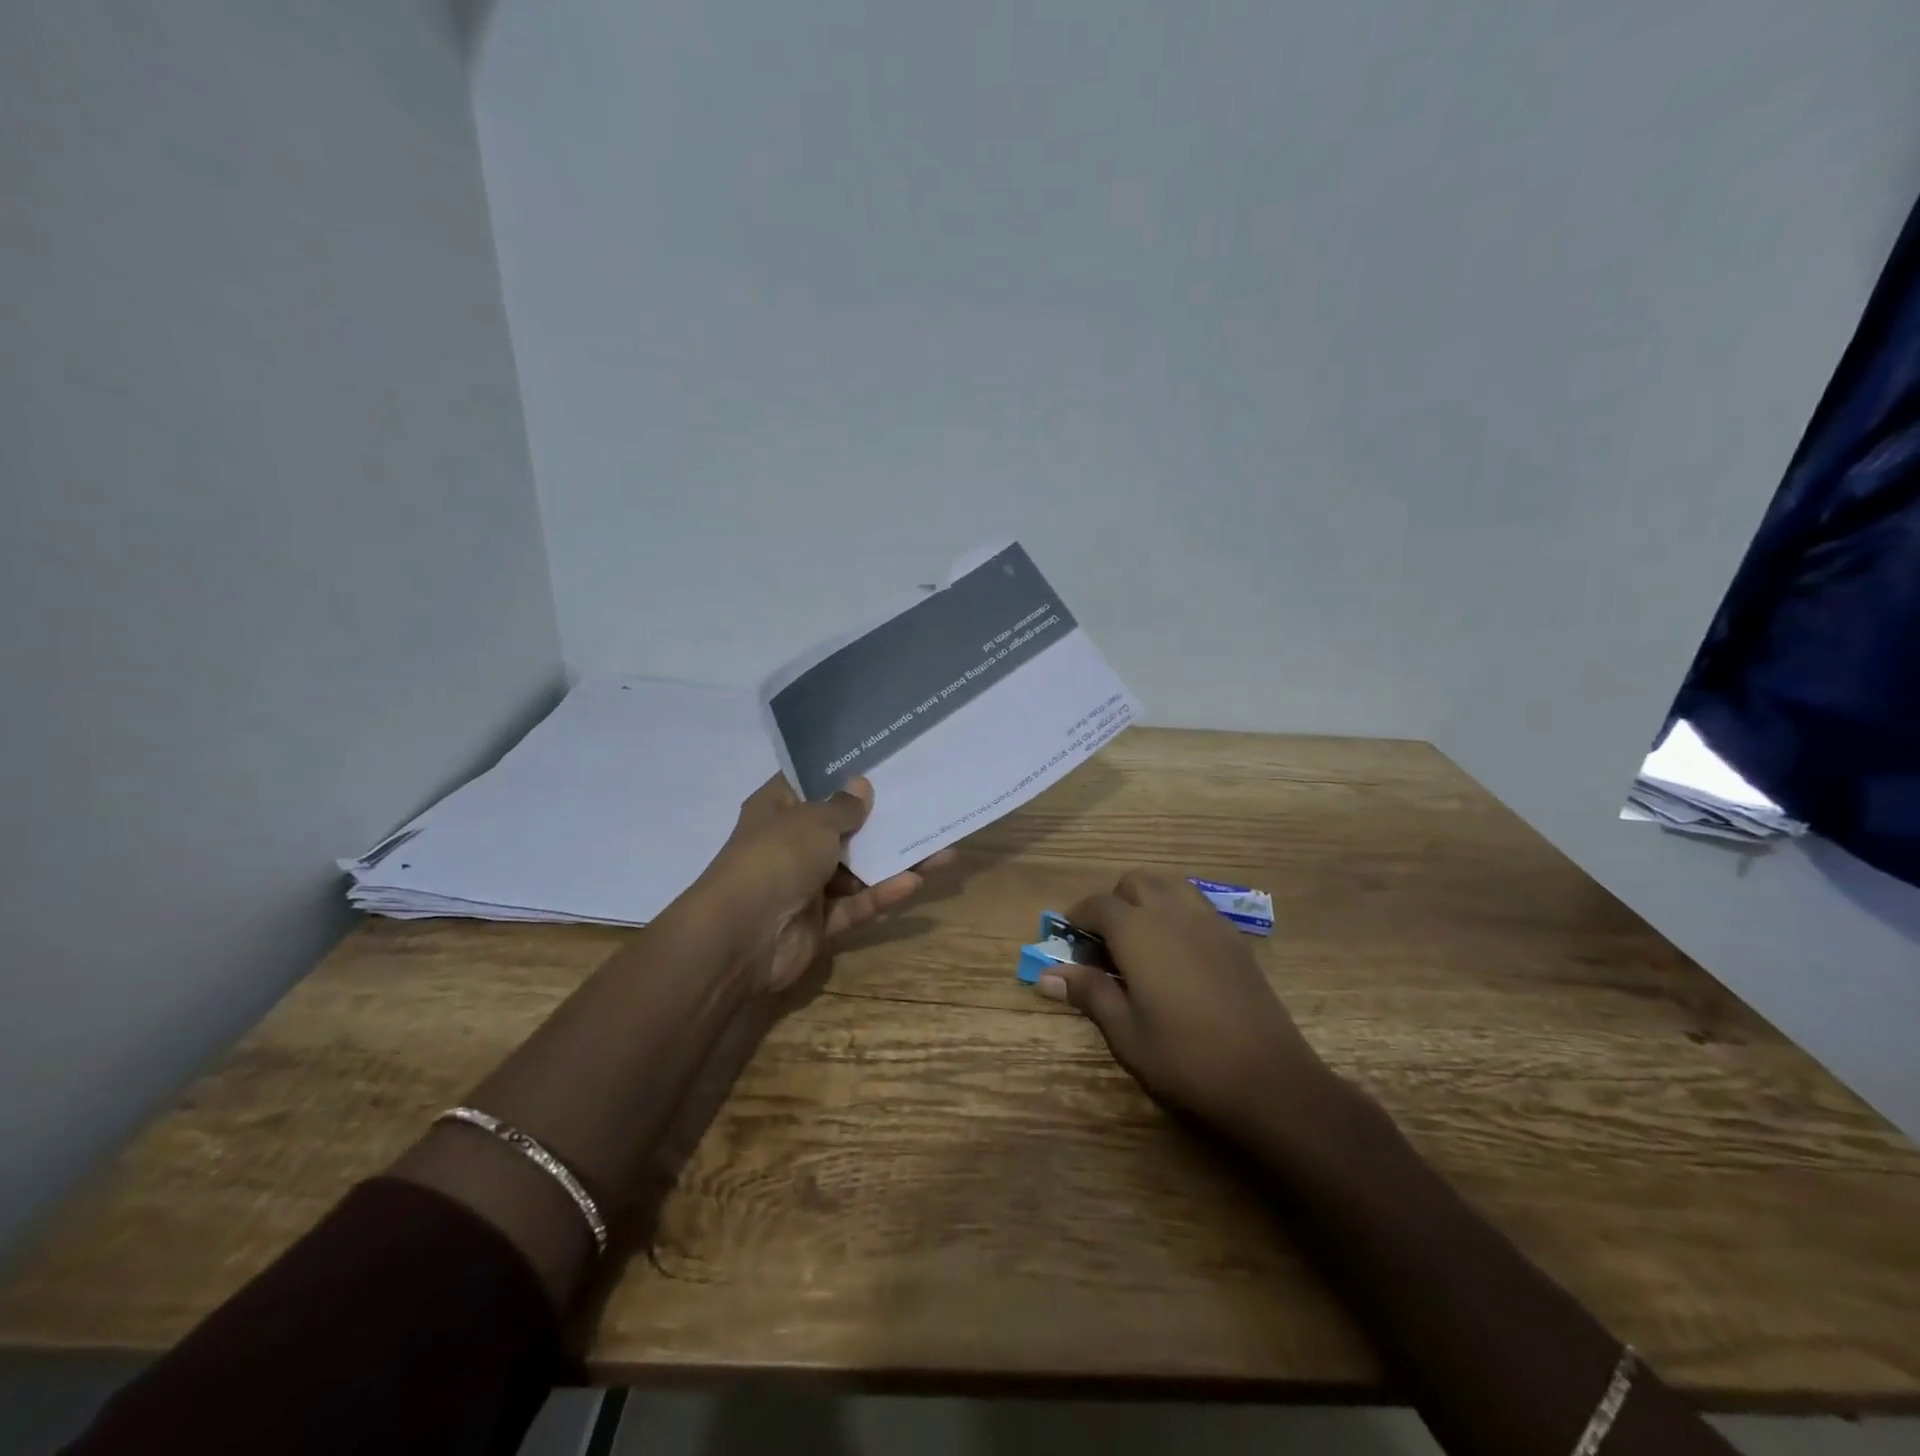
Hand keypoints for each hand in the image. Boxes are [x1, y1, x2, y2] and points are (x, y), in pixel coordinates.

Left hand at [691, 774, 951, 991]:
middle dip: (882, 821)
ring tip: (941, 850)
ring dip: (894, 861)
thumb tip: (861, 785)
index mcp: (777, 810)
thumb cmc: (775, 858)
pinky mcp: (820, 922)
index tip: (883, 762)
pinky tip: (916, 882)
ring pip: (858, 870)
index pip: (811, 783)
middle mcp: (791, 844)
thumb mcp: (813, 821)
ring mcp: (805, 885)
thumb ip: (843, 806)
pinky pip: (857, 904)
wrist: (741, 937)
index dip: (843, 772)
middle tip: (924, 806)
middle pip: (843, 828)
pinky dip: (882, 895)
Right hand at [1038, 869, 1335, 1140]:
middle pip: (1135, 882)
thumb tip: (1047, 976)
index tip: (1069, 941)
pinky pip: (1197, 905)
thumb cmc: (1186, 1059)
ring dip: (1147, 899)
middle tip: (1106, 944)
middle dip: (1113, 901)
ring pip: (1170, 885)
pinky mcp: (1235, 939)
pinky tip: (1178, 954)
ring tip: (1141, 942)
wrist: (1269, 1080)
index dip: (1078, 917)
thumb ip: (1089, 993)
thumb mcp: (1126, 1033)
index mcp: (1139, 932)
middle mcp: (1173, 913)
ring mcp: (1209, 922)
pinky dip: (1177, 912)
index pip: (1098, 904)